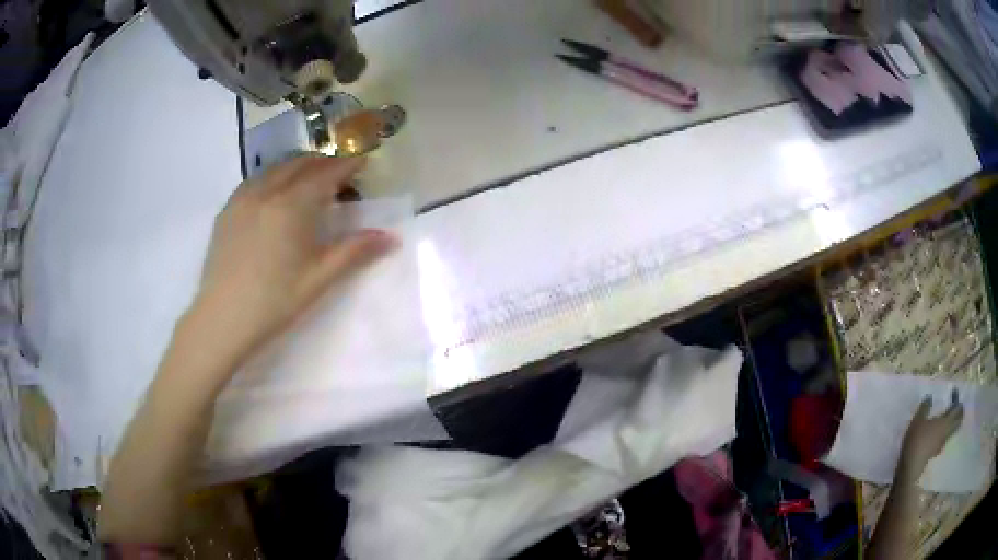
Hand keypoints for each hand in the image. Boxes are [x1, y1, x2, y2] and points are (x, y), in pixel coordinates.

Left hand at [187, 154, 396, 367]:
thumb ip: (354, 252)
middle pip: (300, 163)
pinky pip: (256, 180)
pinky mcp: (227, 210)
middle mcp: (266, 191)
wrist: (222, 319)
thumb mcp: (319, 279)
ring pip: (276, 168)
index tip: (364, 161)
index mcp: (292, 205)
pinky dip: (274, 177)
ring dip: (298, 167)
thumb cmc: (274, 301)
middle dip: (324, 163)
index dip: (348, 165)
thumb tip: (390, 238)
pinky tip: (276, 195)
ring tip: (310, 181)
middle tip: (340, 175)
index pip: (326, 173)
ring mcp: (242, 198)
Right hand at [898, 393, 963, 481]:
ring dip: (953, 423)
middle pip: (958, 421)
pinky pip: (945, 439)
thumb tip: (930, 397)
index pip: (957, 409)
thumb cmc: (916, 440)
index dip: (958, 400)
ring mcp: (942, 443)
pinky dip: (945, 433)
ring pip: (952, 431)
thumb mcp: (918, 420)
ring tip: (948, 419)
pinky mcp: (936, 452)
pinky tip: (939, 433)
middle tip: (957, 407)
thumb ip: (925, 407)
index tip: (954, 393)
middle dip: (959, 413)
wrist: (910, 467)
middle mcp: (946, 432)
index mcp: (945, 422)